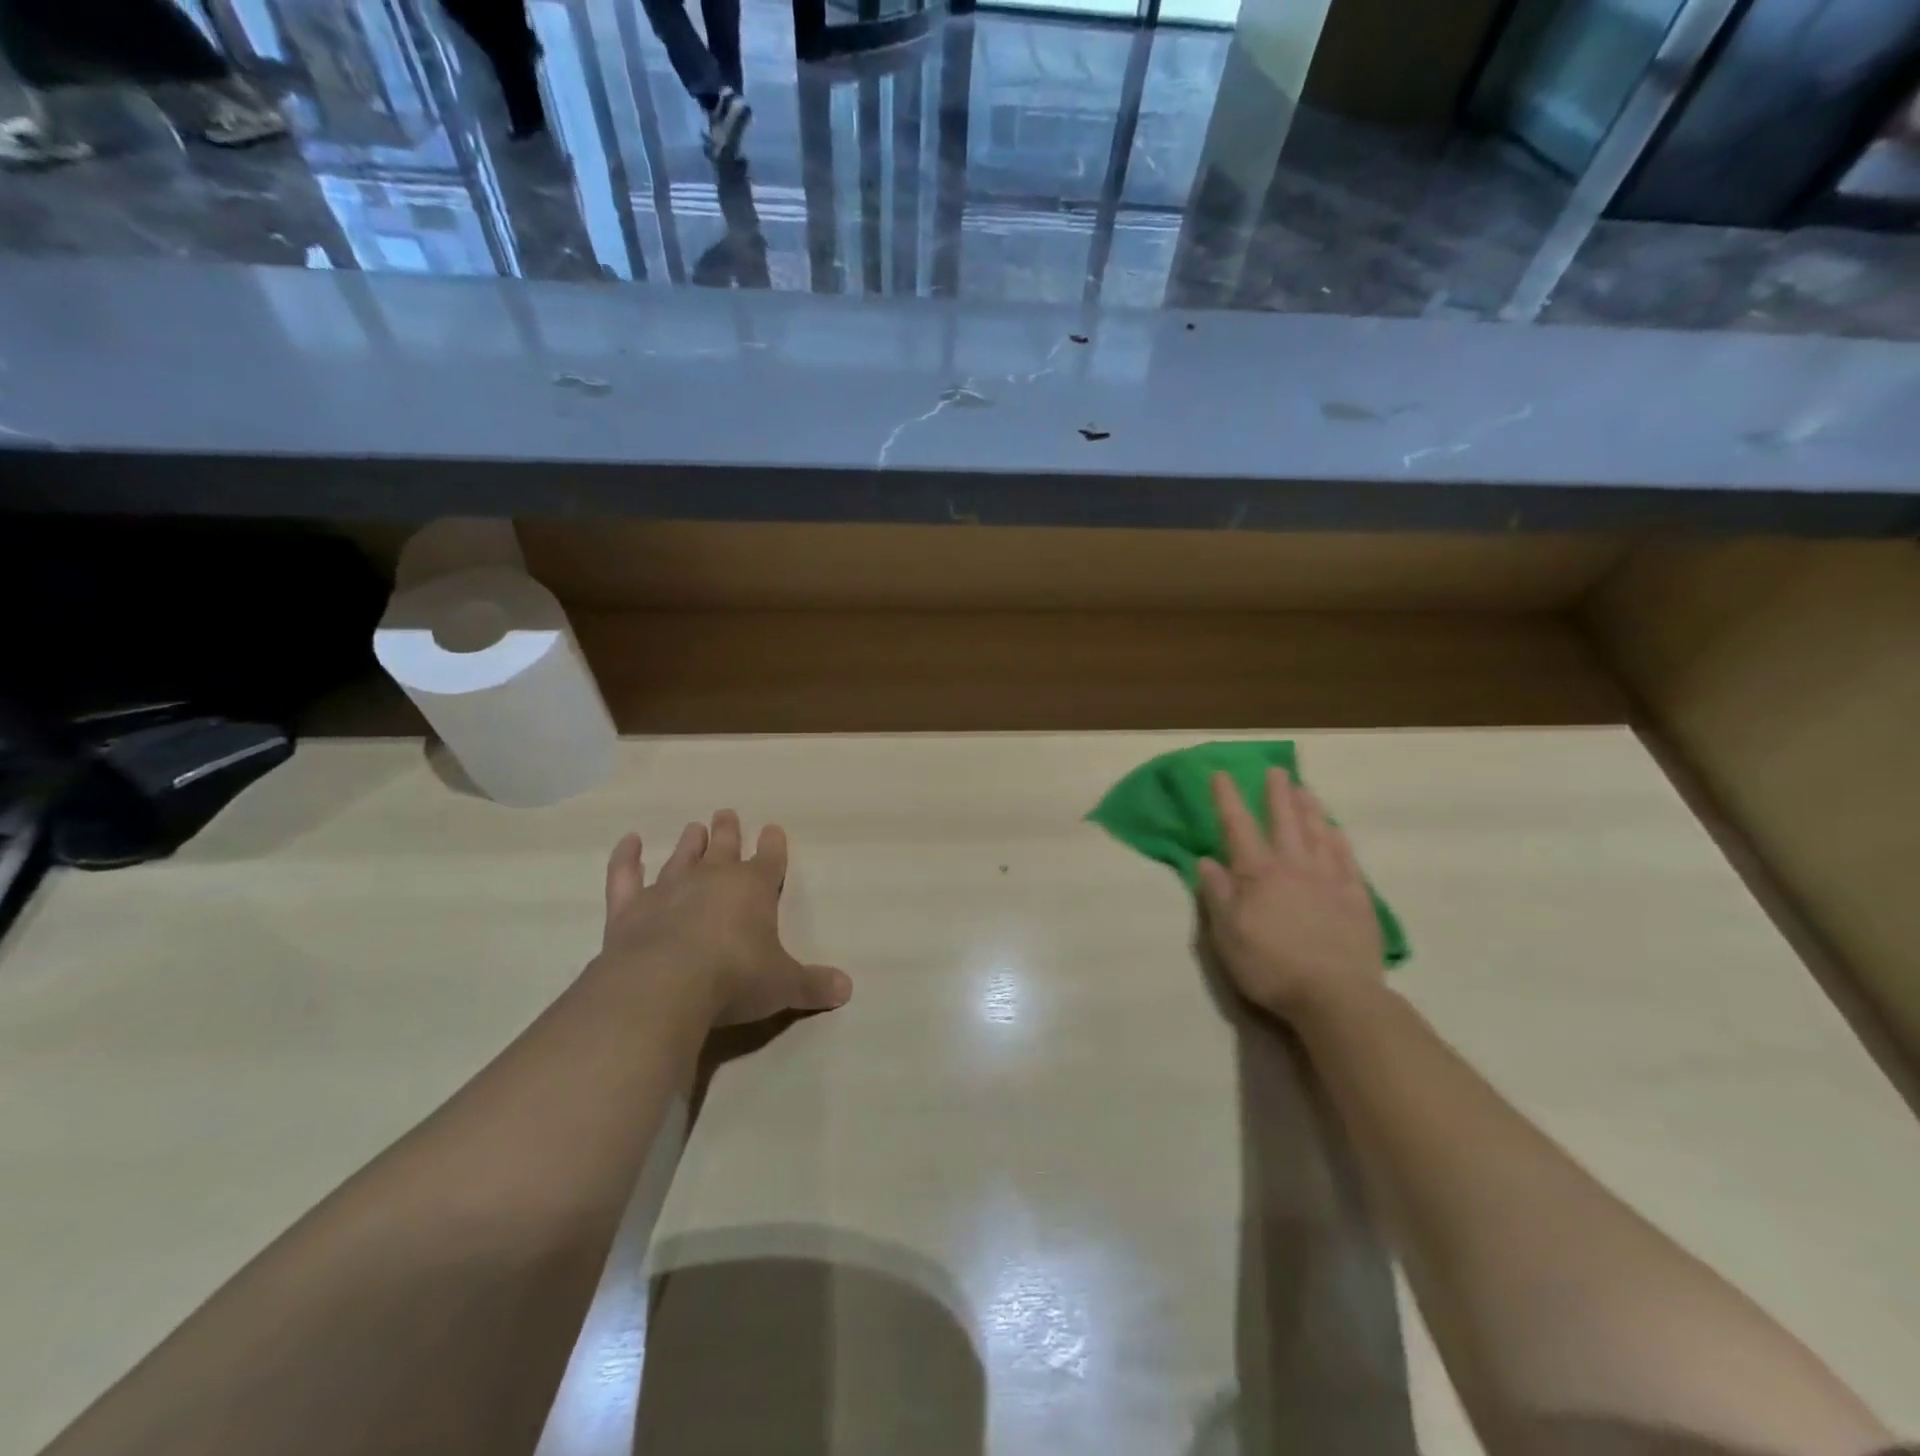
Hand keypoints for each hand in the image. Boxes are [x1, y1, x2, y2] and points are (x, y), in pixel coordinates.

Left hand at [597, 810, 851, 1027]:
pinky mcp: (629, 908)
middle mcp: (712, 879)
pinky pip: (625, 875)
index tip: (773, 829)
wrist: (666, 984)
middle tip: (726, 813)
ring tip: (693, 827)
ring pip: (682, 856)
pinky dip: (625, 857)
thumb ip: (813, 985)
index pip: (769, 859)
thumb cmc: (735, 978)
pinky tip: (628, 840)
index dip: (773, 845)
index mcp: (754, 888)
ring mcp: (668, 889)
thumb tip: (847, 989)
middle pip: (724, 847)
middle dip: (728, 831)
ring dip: (689, 842)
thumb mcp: (783, 985)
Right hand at [1198, 769, 1383, 1023]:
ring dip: (1309, 809)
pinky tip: (1335, 830)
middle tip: (1276, 770)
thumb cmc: (1270, 967)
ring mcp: (1329, 881)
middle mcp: (1294, 868)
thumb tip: (1206, 861)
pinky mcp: (1357, 899)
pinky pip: (1346, 859)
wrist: (1336, 997)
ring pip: (1318, 834)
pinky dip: (1338, 840)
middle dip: (1276, 794)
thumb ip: (1217, 895)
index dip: (1228, 799)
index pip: (1238, 828)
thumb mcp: (1227, 935)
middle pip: (1284, 822)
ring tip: (1304, 789)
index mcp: (1258, 875)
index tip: (1222, 773)